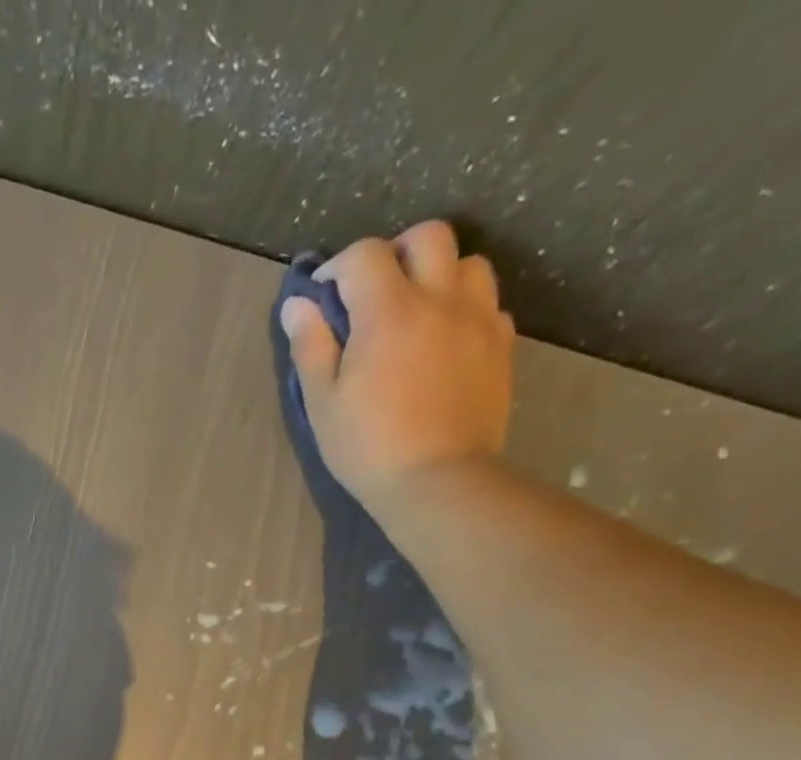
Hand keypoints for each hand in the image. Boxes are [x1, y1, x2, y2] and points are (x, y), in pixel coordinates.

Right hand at [280, 220, 514, 504]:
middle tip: (378, 290)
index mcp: (389, 311)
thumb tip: (298, 305)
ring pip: (468, 264)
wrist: (439, 482)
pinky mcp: (502, 346)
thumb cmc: (369, 448)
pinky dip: (465, 311)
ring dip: (440, 276)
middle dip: (398, 252)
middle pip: (429, 237)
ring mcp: (478, 319)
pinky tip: (446, 343)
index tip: (326, 295)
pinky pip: (488, 305)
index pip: (364, 255)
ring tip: (419, 313)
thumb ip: (311, 347)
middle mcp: (440, 299)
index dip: (340, 266)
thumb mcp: (323, 404)